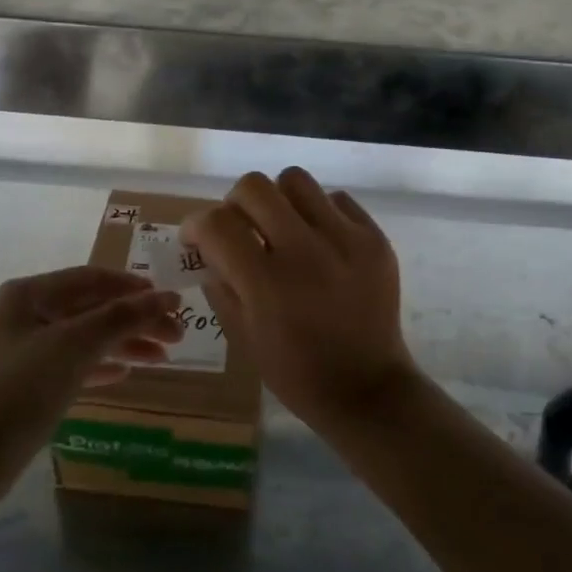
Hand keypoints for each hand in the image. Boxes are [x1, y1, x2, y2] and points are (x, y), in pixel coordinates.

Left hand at [0, 267, 182, 496]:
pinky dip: (100, 366)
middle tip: (177, 336)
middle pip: (92, 309)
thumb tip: (169, 297)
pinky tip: (126, 373)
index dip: (134, 287)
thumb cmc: (21, 388)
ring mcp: (24, 350)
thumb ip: (123, 317)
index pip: (92, 278)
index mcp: (30, 293)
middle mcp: (26, 314)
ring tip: (163, 357)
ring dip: (123, 344)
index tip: (171, 301)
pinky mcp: (27, 384)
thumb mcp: (75, 345)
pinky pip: (73, 365)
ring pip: (85, 338)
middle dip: (134, 320)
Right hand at [184, 168, 419, 429]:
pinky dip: (319, 214)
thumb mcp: (243, 336)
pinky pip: (336, 199)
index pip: (216, 223)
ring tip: (283, 229)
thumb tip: (206, 247)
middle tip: (241, 228)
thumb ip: (220, 283)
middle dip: (235, 204)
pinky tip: (320, 243)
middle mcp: (306, 252)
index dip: (196, 225)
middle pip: (254, 186)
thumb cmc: (296, 372)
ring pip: (296, 180)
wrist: (368, 390)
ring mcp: (346, 240)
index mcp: (267, 284)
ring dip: (279, 200)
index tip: (197, 238)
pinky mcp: (375, 238)